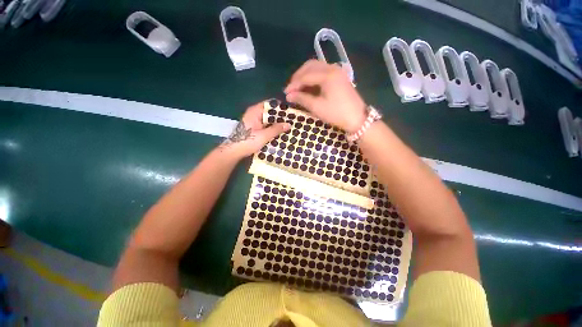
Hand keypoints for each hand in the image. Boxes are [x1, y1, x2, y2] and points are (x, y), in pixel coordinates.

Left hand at [220, 101, 289, 158]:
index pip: (271, 104)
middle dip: (281, 116)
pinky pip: (266, 124)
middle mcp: (254, 113)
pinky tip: (280, 132)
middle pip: (270, 111)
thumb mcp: (264, 136)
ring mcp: (254, 120)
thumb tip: (289, 124)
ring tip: (289, 126)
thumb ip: (276, 129)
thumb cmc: (248, 141)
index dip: (281, 107)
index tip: (291, 112)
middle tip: (292, 120)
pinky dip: (272, 127)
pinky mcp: (254, 127)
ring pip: (268, 119)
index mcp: (255, 111)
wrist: (234, 151)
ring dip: (277, 123)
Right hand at [284, 60, 366, 132]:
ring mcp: (337, 71)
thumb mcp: (317, 107)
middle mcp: (332, 68)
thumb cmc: (337, 113)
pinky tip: (309, 87)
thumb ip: (302, 99)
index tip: (285, 93)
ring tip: (298, 88)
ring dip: (305, 75)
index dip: (294, 84)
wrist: (357, 119)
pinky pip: (322, 72)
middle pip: (310, 66)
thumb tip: (288, 96)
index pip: (305, 76)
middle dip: (298, 76)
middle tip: (291, 88)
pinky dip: (313, 78)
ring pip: (317, 67)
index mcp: (328, 75)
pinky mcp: (339, 77)